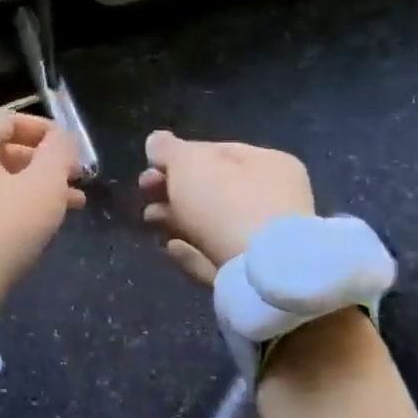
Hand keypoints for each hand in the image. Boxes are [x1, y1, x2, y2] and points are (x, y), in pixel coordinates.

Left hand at [0, 111, 85, 306]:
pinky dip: (13, 206)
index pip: (10, 119)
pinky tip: (39, 225)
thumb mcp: (43, 186)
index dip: (48, 131)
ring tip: (72, 206)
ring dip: (35, 188)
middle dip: (45, 164)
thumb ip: (59, 153)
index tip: (75, 151)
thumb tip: (63, 138)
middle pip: (3, 150)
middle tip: (77, 181)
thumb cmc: (1, 227)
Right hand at [138, 130, 314, 286]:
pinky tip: (169, 248)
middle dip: (173, 190)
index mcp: (269, 164)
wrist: (261, 275)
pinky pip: (214, 256)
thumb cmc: (228, 204)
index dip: (180, 156)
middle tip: (143, 193)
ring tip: (149, 220)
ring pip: (211, 225)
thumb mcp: (190, 164)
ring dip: (176, 220)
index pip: (218, 152)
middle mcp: (273, 199)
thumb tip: (156, 141)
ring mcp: (264, 241)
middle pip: (213, 190)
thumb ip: (169, 151)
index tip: (149, 166)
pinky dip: (190, 251)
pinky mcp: (252, 276)